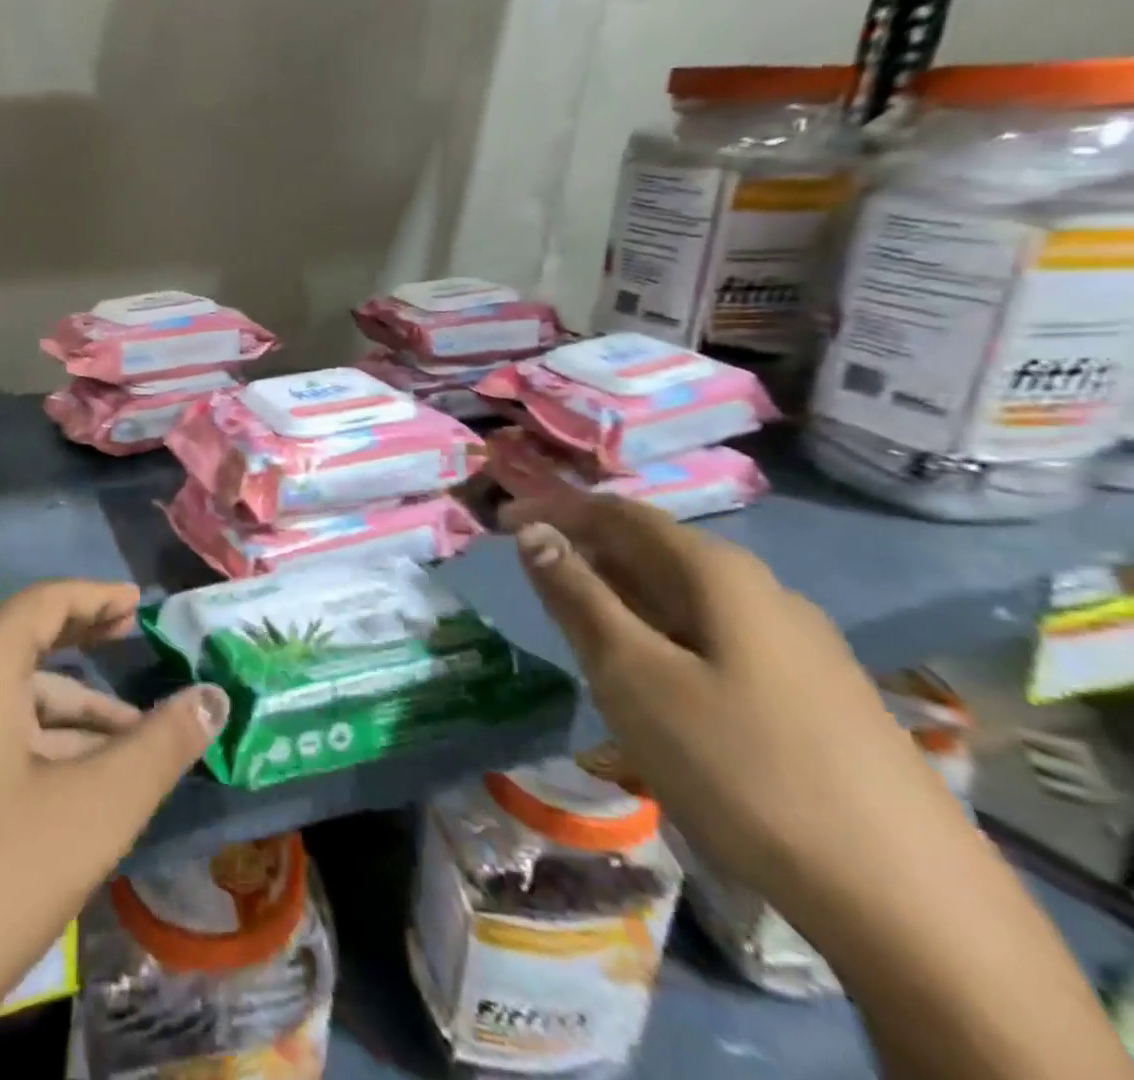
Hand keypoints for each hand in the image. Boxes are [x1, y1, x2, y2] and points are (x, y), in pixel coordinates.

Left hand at [0, 580, 226, 1079]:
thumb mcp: (87, 815)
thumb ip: (158, 749)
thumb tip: (212, 697)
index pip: (45, 602)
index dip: (97, 597)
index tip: (138, 606)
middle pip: (18, 648)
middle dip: (82, 655)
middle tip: (132, 656)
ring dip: (58, 718)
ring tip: (118, 750)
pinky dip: (20, 750)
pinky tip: (53, 796)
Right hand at [498, 493, 962, 914]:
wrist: (910, 902)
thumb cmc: (741, 766)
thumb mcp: (633, 676)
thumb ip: (578, 597)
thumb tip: (534, 534)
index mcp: (717, 572)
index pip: (619, 513)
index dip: (555, 509)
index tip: (501, 523)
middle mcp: (762, 590)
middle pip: (654, 549)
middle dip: (587, 552)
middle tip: (532, 578)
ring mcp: (797, 642)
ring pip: (686, 597)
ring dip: (623, 597)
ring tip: (579, 627)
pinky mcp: (813, 691)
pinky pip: (714, 636)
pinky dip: (662, 634)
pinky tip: (654, 678)